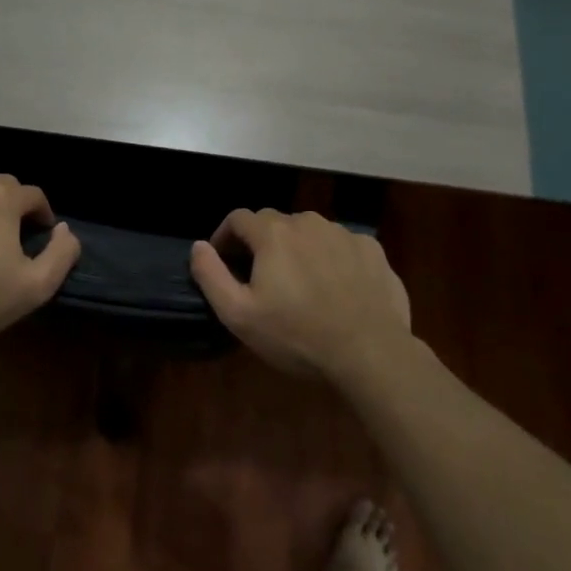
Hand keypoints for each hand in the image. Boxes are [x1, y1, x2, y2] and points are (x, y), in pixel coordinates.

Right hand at [190, 209, 410, 377]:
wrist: (370, 352)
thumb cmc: (297, 335)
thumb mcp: (239, 315)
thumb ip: (210, 275)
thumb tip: (198, 246)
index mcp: (273, 233)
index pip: (238, 218)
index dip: (225, 236)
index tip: (224, 262)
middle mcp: (308, 222)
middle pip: (275, 223)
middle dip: (262, 244)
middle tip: (262, 280)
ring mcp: (344, 233)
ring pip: (310, 233)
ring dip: (298, 250)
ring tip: (301, 286)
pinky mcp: (372, 250)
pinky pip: (341, 246)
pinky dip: (331, 259)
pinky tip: (336, 289)